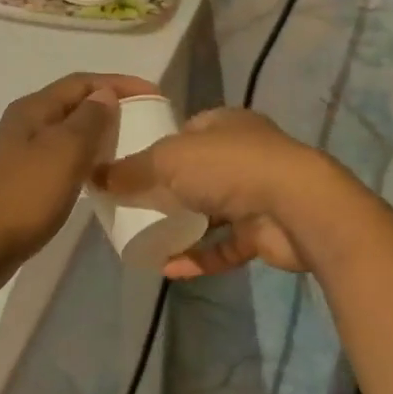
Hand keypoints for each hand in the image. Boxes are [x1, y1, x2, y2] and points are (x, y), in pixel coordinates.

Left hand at [0, 73, 158, 293]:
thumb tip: (105, 94)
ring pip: (68, 131)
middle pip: (74, 103)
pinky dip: (85, 158)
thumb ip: (89, 119)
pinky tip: (99, 176)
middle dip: (110, 105)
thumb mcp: (64, 152)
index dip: (120, 83)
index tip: (155, 95)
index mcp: (33, 109)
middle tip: (146, 119)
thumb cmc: (24, 196)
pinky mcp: (22, 180)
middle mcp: (25, 123)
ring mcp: (20, 152)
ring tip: (129, 145)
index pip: (82, 81)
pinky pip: (61, 157)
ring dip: (98, 133)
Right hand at [96, 108, 341, 277]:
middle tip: (133, 208)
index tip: (130, 168)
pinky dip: (199, 256)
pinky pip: (224, 245)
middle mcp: (243, 154)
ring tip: (146, 240)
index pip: (186, 131)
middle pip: (197, 171)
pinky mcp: (263, 232)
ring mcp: (256, 193)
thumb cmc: (229, 168)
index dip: (158, 146)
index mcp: (225, 124)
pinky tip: (169, 269)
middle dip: (168, 189)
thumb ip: (132, 169)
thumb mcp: (169, 160)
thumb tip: (95, 176)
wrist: (297, 207)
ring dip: (183, 226)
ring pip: (211, 210)